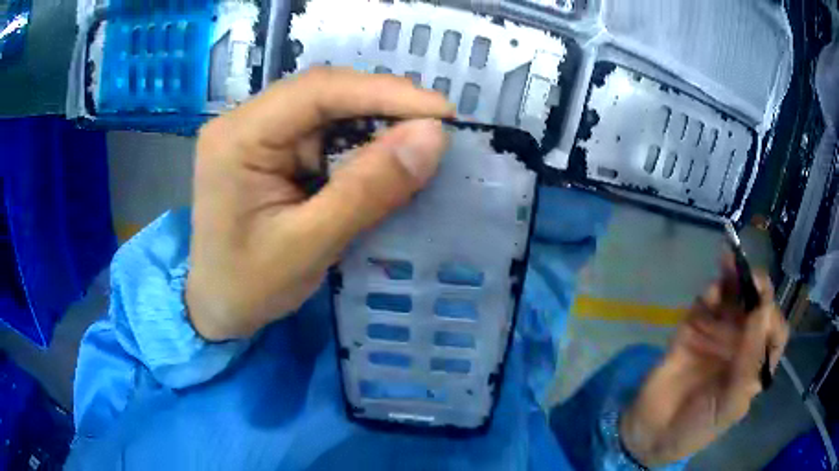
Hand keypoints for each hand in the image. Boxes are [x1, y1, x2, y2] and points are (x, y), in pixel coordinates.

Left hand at [187, 68, 452, 340]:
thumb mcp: (310, 245)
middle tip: (436, 128)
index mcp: (238, 137)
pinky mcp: (270, 148)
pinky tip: (382, 156)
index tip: (441, 112)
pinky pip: (322, 131)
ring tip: (417, 141)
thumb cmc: (250, 286)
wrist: (218, 308)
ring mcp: (256, 132)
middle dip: (383, 106)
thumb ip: (368, 190)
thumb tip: (432, 137)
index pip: (318, 91)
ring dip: (374, 123)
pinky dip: (358, 142)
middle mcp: (244, 121)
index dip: (384, 93)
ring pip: (327, 109)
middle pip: (323, 93)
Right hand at [620, 255, 788, 466]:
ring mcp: (718, 334)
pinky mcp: (694, 328)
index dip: (772, 317)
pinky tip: (710, 292)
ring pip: (733, 299)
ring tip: (729, 262)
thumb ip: (749, 361)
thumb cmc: (697, 427)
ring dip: (733, 279)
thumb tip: (763, 309)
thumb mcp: (730, 404)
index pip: (775, 332)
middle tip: (748, 274)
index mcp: (755, 365)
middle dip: (755, 287)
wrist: (652, 434)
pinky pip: (706, 304)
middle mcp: (742, 344)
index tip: (762, 308)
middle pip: (756, 307)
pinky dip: (711, 293)